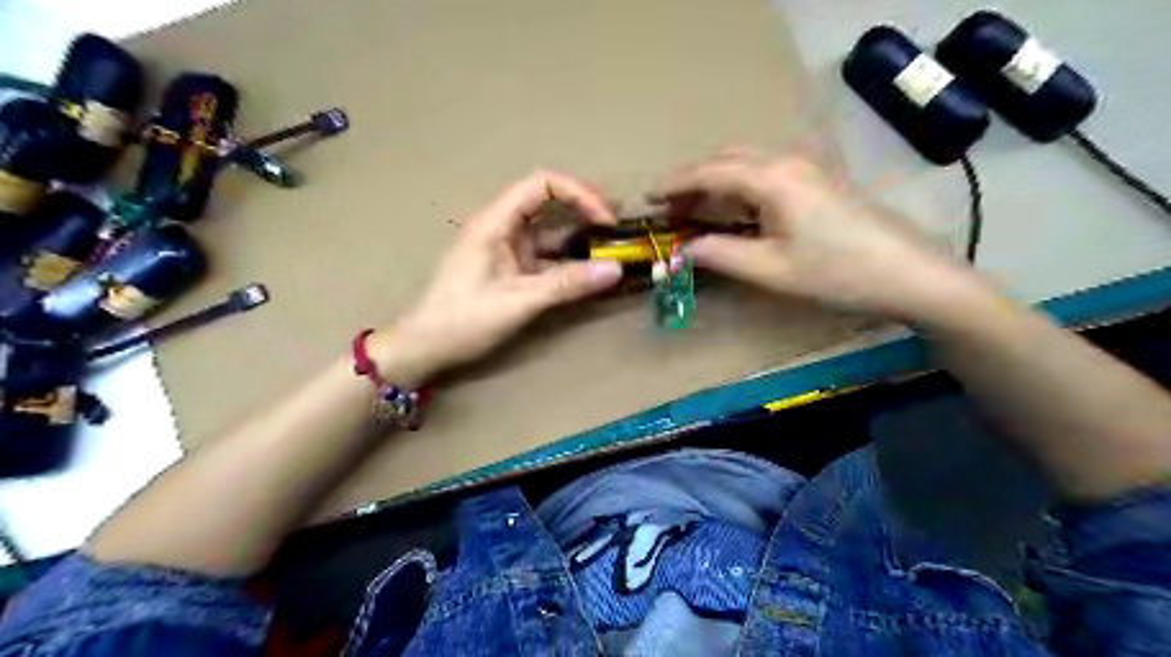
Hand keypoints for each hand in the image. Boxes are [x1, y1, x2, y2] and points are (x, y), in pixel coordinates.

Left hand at [373, 170, 630, 383]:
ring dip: (579, 235)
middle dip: (584, 209)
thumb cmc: (463, 320)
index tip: (605, 220)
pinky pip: (545, 254)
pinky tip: (588, 271)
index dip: (578, 193)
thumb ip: (566, 284)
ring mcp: (506, 247)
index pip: (541, 185)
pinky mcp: (510, 267)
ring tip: (611, 246)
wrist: (425, 347)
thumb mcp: (518, 302)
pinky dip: (568, 260)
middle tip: (617, 228)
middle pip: (548, 201)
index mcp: (494, 222)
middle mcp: (501, 226)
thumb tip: (615, 270)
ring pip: (549, 229)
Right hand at [649, 150, 985, 323]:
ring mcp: (806, 168)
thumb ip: (720, 255)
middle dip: (692, 180)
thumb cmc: (836, 273)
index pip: (709, 172)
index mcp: (771, 179)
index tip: (647, 199)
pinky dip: (737, 187)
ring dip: (714, 182)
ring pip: (746, 164)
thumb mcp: (770, 270)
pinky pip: (764, 174)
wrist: (908, 274)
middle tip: (667, 208)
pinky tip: (732, 211)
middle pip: (726, 159)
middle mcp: (786, 162)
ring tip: (692, 210)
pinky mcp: (817, 181)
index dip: (674, 185)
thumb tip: (682, 250)